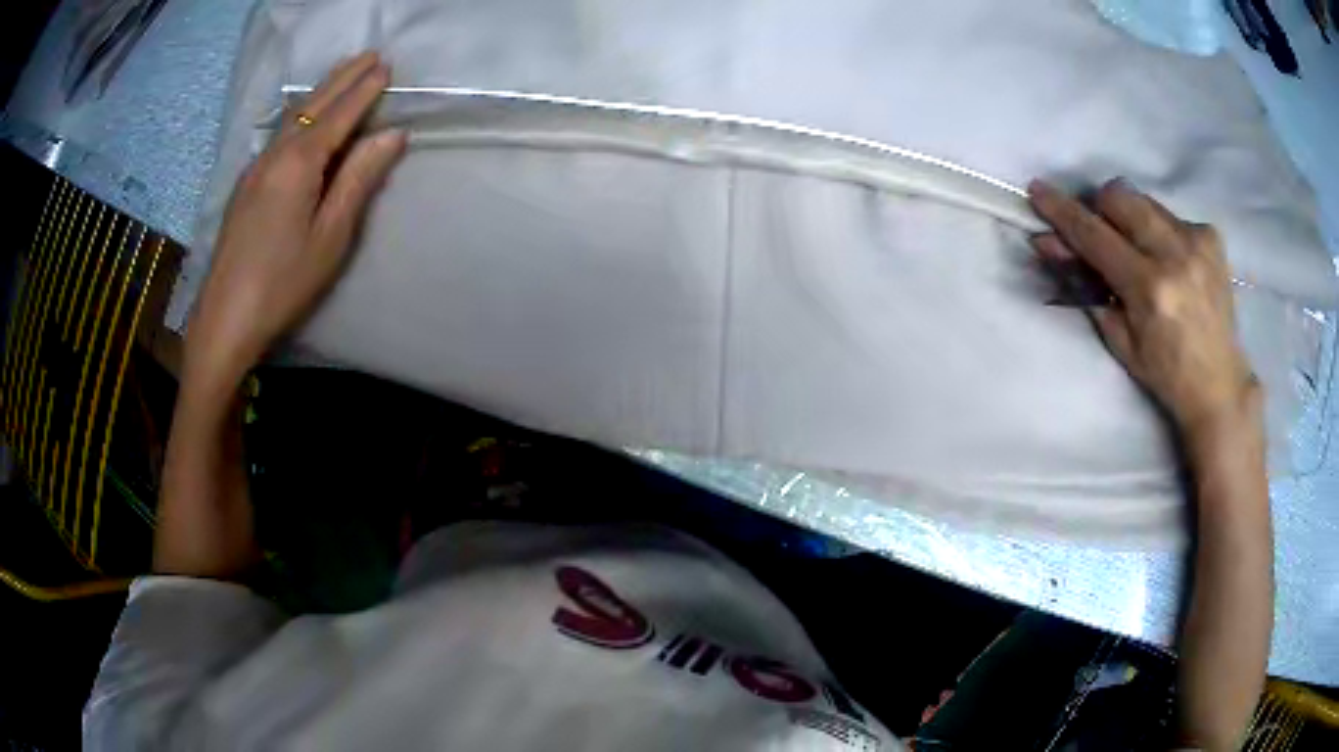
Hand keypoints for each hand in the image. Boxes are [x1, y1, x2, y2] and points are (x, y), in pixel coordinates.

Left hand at [186, 52, 405, 388]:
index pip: (339, 114)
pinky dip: (299, 114)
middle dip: (342, 78)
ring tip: (342, 75)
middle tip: (369, 55)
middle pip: (312, 105)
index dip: (364, 90)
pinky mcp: (245, 185)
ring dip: (320, 92)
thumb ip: (359, 180)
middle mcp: (274, 154)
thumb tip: (392, 134)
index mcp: (299, 163)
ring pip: (291, 117)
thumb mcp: (331, 236)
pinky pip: (278, 134)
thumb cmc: (283, 283)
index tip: (386, 67)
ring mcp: (255, 168)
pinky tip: (303, 117)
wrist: (224, 319)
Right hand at [1028, 179, 1258, 436]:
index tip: (1037, 190)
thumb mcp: (1119, 338)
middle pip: (1119, 196)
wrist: (1219, 383)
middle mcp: (1174, 254)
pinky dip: (1158, 229)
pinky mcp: (1211, 235)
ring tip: (1139, 251)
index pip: (1095, 235)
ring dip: (1129, 218)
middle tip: (1099, 232)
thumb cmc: (1165, 372)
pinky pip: (1169, 214)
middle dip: (1099, 207)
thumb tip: (1050, 243)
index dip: (1062, 211)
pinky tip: (1169, 259)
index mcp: (1149, 288)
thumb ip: (1086, 286)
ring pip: (1143, 200)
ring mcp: (1196, 240)